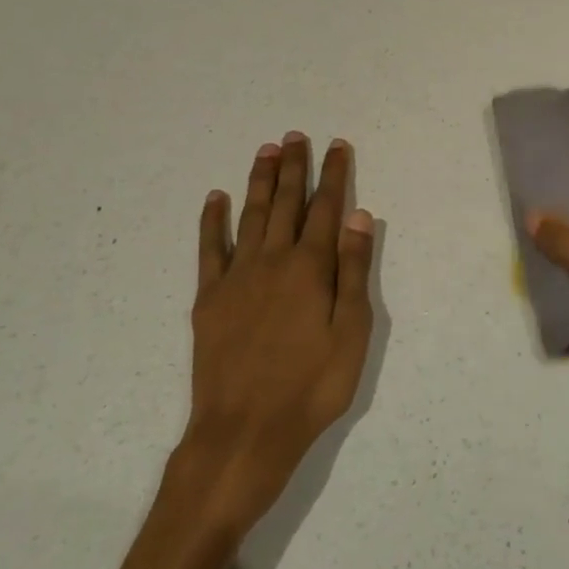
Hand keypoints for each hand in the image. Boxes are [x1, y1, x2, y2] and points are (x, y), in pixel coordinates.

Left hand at [184, 133, 374, 529]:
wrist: (244, 431)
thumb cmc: (311, 386)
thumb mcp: (351, 333)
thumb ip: (354, 271)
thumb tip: (359, 216)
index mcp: (311, 268)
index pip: (326, 209)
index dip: (333, 175)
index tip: (337, 146)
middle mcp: (272, 260)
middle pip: (286, 203)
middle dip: (293, 167)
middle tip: (295, 136)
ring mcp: (236, 277)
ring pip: (250, 215)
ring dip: (259, 181)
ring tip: (266, 151)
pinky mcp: (209, 298)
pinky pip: (209, 249)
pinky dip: (212, 221)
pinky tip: (215, 198)